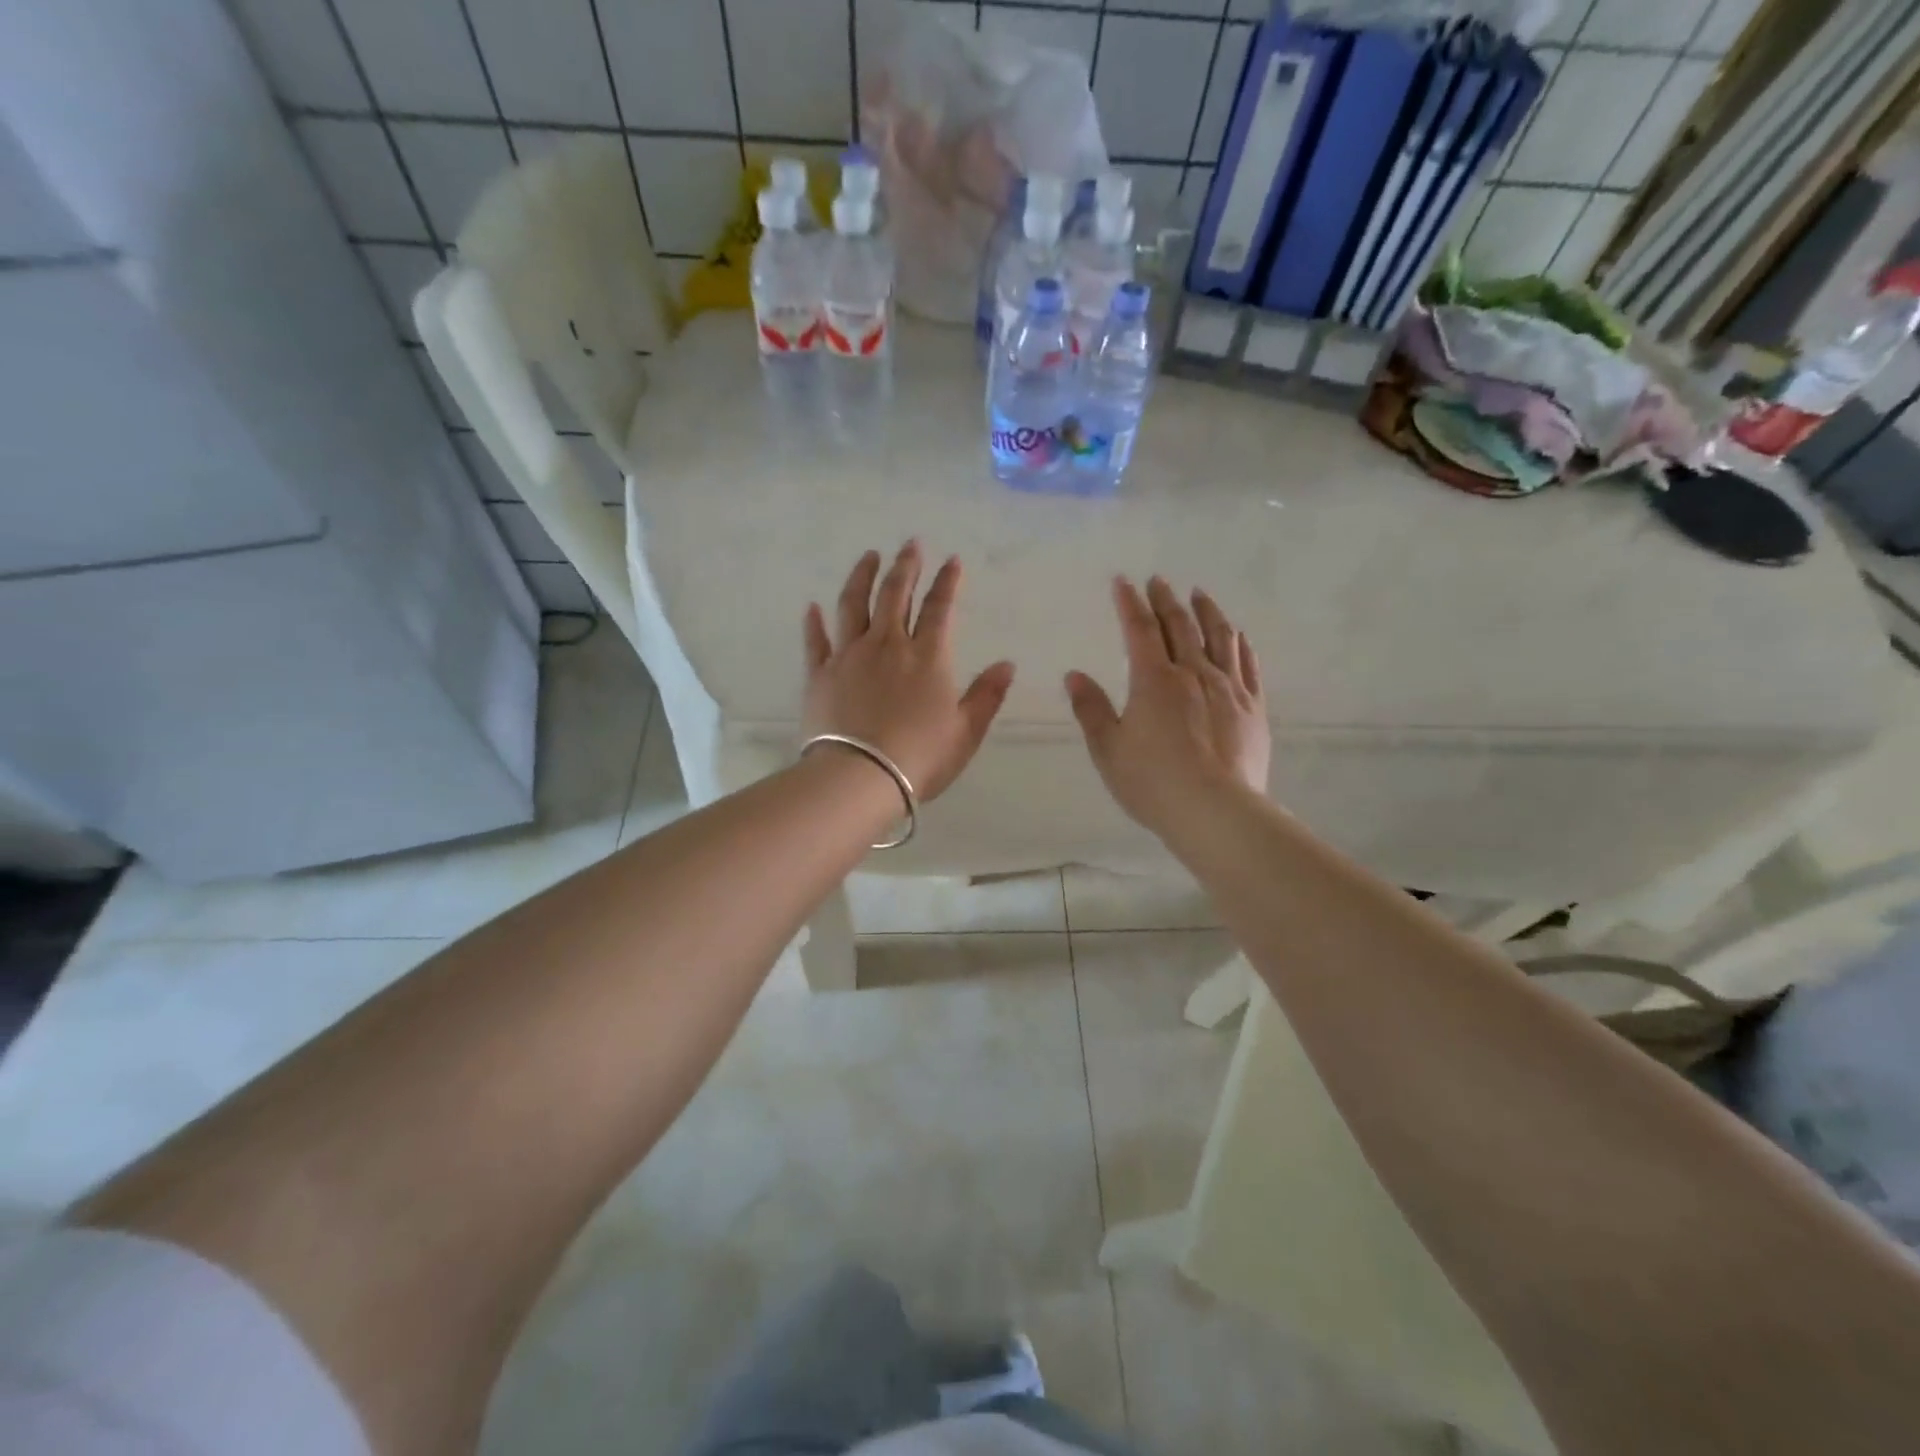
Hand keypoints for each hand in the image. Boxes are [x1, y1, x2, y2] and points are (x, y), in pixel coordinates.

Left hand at [803, 542, 1015, 800]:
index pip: (940, 608)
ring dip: (862, 577)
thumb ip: (986, 695)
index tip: (952, 560)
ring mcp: (849, 656)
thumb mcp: (966, 731)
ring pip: (854, 604)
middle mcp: (888, 645)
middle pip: (895, 595)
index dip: (947, 582)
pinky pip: (817, 640)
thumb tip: (1007, 664)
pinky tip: (813, 607)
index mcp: (927, 657)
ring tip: (869, 557)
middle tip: (910, 544)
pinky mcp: (820, 674)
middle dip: (906, 566)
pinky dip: (814, 622)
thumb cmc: (920, 758)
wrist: (860, 777)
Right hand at [1065, 576, 1270, 836]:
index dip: (1130, 603)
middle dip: (1166, 600)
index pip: (1140, 630)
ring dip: (1207, 612)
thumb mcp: (1108, 749)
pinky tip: (1237, 636)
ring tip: (1200, 595)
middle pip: (1180, 626)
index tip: (1123, 581)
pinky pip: (1248, 665)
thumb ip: (1091, 709)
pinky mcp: (1253, 708)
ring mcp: (1228, 688)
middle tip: (1159, 581)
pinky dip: (1240, 644)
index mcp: (1154, 680)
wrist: (1215, 811)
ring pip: (1219, 637)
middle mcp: (1194, 673)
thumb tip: (1074, 675)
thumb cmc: (1152, 782)